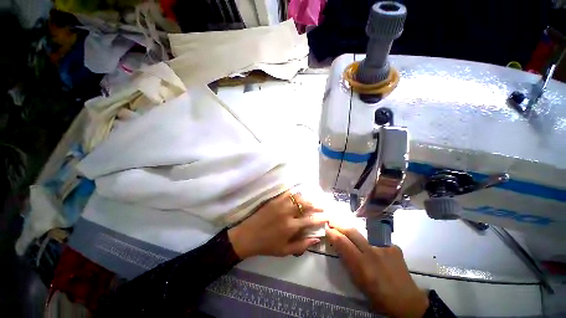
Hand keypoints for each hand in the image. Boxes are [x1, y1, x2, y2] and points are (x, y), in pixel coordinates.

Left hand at [228, 191, 326, 258]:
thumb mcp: (285, 251)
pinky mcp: (274, 200)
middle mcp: (287, 213)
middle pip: (305, 205)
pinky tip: (298, 195)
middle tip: (322, 206)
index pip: (310, 220)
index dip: (321, 218)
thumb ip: (302, 245)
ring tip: (311, 201)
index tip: (327, 216)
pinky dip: (294, 193)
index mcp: (291, 226)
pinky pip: (287, 193)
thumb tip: (316, 239)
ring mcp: (280, 204)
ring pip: (297, 197)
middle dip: (316, 205)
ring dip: (306, 198)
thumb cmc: (267, 245)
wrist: (248, 236)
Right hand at [326, 222, 428, 317]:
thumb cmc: (378, 296)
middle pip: (352, 232)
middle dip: (340, 226)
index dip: (333, 234)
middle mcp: (372, 253)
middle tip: (333, 222)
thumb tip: (339, 246)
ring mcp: (384, 248)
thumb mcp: (358, 282)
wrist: (407, 301)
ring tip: (350, 235)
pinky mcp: (393, 246)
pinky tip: (376, 252)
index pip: (343, 243)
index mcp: (362, 265)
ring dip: (354, 234)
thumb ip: (348, 262)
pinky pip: (377, 241)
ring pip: (363, 235)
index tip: (328, 230)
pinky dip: (372, 244)